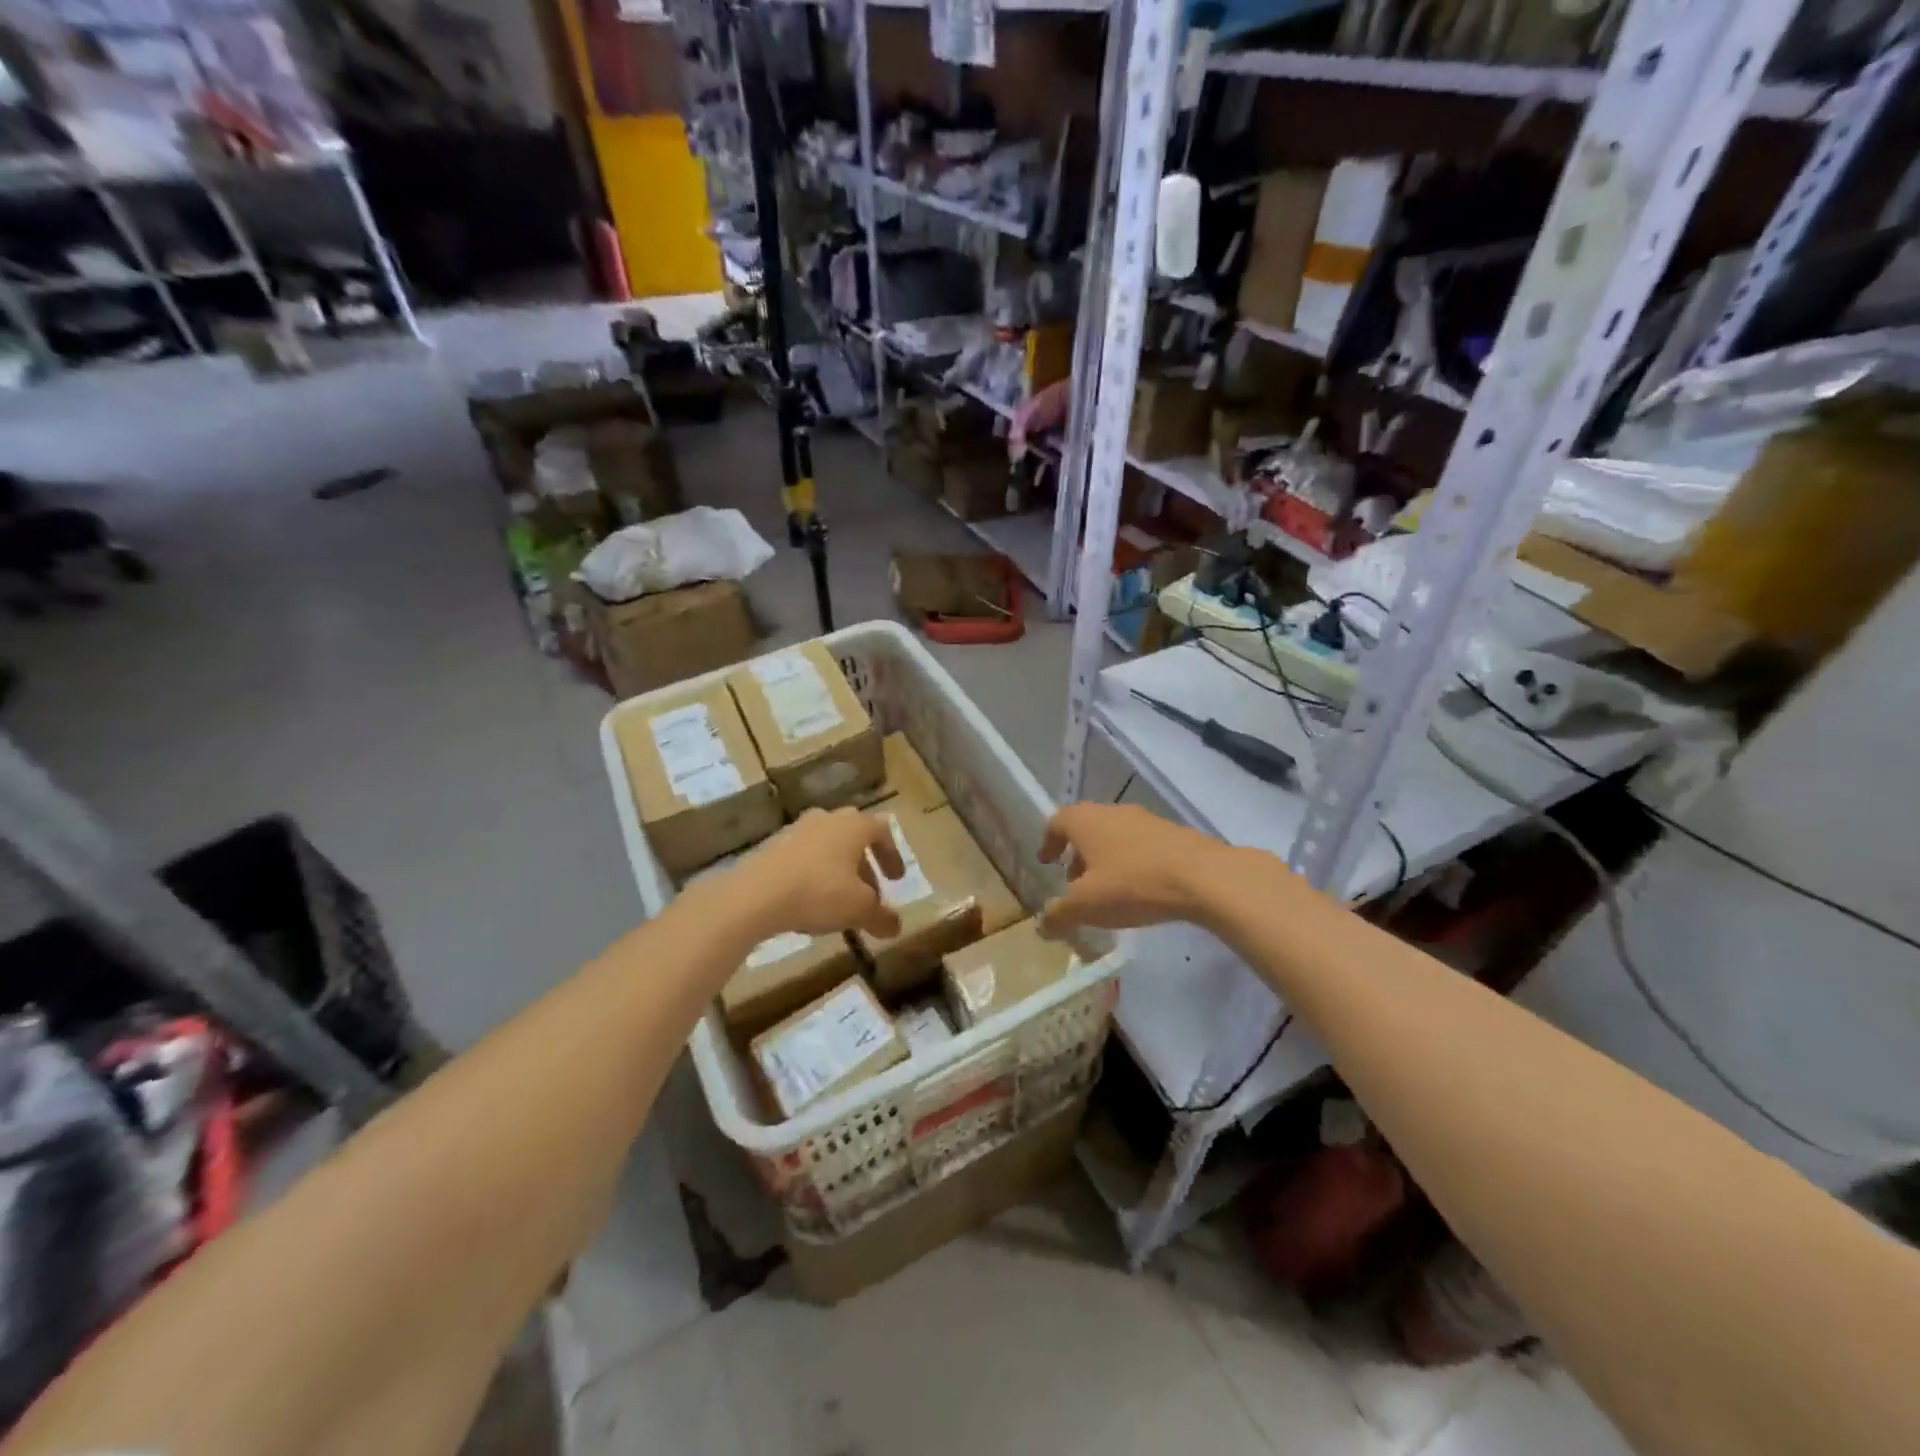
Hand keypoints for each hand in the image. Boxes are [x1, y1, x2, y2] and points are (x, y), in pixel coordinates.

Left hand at [733, 808, 904, 938]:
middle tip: (870, 892)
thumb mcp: (860, 910)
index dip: (892, 855)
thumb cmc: (819, 893)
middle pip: (854, 836)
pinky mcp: (772, 845)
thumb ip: (881, 917)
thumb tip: (896, 926)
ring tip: (839, 900)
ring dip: (839, 869)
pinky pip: (803, 856)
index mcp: (854, 825)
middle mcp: (827, 819)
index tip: (895, 880)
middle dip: (865, 865)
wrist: (755, 895)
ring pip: (827, 845)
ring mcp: (796, 829)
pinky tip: (809, 900)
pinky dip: (813, 873)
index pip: (882, 831)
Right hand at [1036, 803, 1234, 934]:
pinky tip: (1141, 889)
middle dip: (1078, 854)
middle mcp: (1113, 812)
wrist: (1203, 876)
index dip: (1048, 842)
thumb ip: (1058, 915)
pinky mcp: (1174, 834)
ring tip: (1109, 890)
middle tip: (1075, 883)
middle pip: (1087, 828)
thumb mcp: (1086, 906)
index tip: (1047, 862)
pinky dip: (1132, 863)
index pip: (1057, 822)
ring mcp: (1147, 820)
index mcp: (1086, 821)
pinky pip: (1142, 845)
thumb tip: (1041, 925)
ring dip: (1106, 859)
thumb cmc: (1132, 884)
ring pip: (1115, 836)